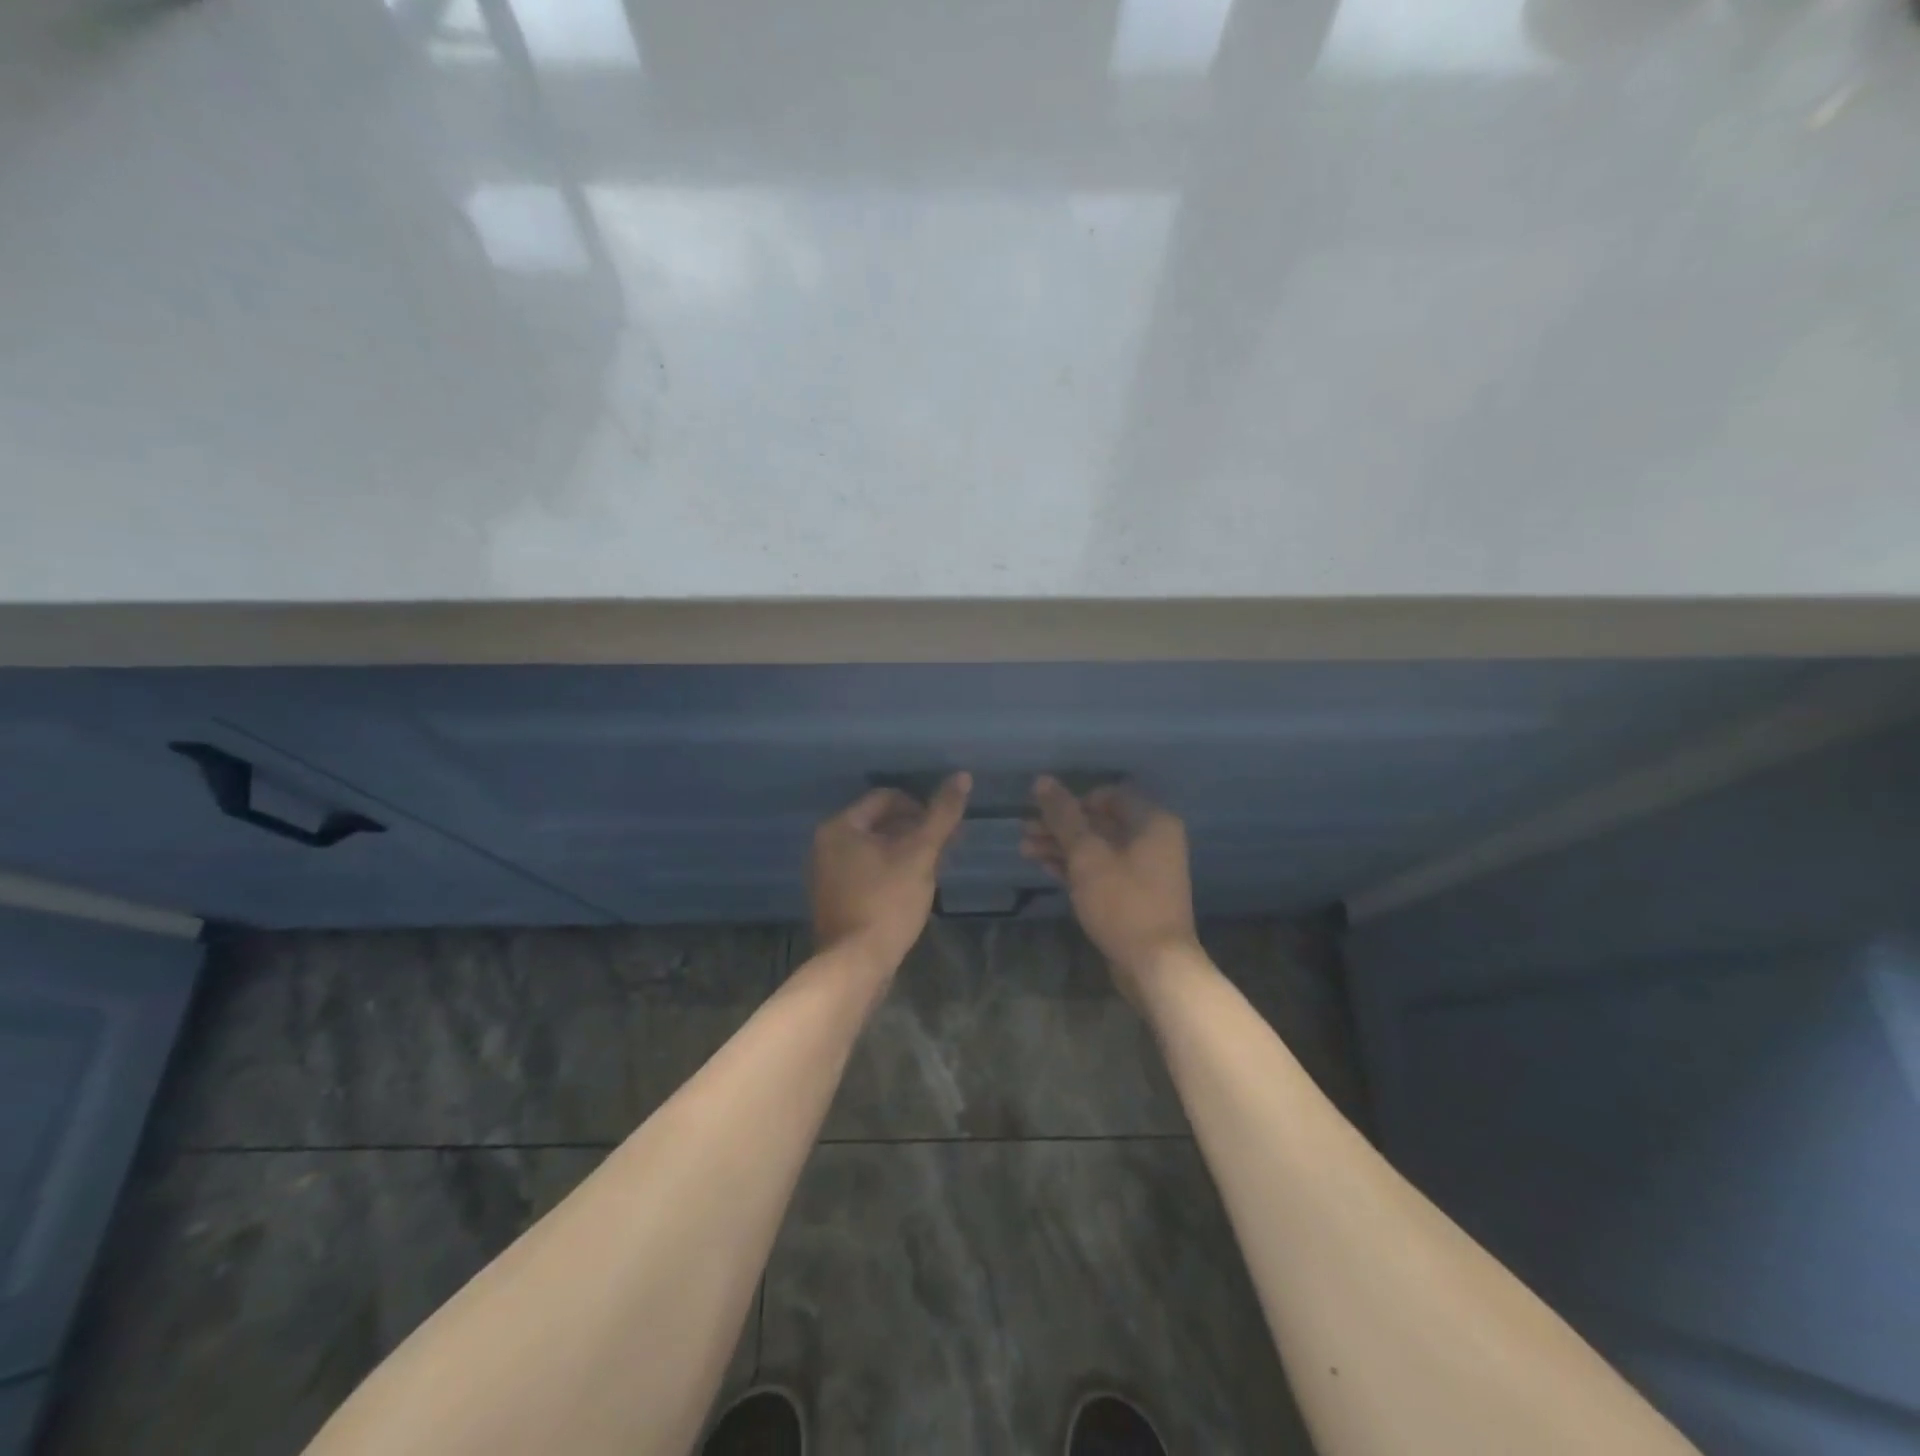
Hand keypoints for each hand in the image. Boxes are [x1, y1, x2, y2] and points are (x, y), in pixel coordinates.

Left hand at [808, 774, 970, 974]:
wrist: (856, 964)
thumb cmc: (887, 902)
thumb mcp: (920, 855)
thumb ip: (941, 815)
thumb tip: (962, 776)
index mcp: (840, 827)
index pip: (885, 798)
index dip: (920, 807)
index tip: (944, 828)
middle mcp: (826, 844)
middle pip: (879, 822)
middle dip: (914, 830)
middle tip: (944, 848)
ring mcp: (827, 873)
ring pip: (874, 848)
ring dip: (905, 852)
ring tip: (933, 868)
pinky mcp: (835, 898)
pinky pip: (866, 871)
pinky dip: (890, 872)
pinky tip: (912, 889)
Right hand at [1022, 777, 1200, 995]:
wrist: (1156, 965)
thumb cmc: (1123, 902)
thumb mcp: (1087, 856)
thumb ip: (1064, 816)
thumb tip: (1042, 780)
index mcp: (1151, 821)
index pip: (1108, 795)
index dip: (1073, 801)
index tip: (1043, 812)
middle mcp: (1153, 839)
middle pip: (1099, 821)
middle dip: (1060, 825)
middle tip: (1024, 829)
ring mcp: (1144, 869)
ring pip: (1097, 847)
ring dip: (1062, 846)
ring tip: (1024, 849)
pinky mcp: (1133, 894)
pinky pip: (1101, 869)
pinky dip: (1074, 867)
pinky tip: (1044, 866)